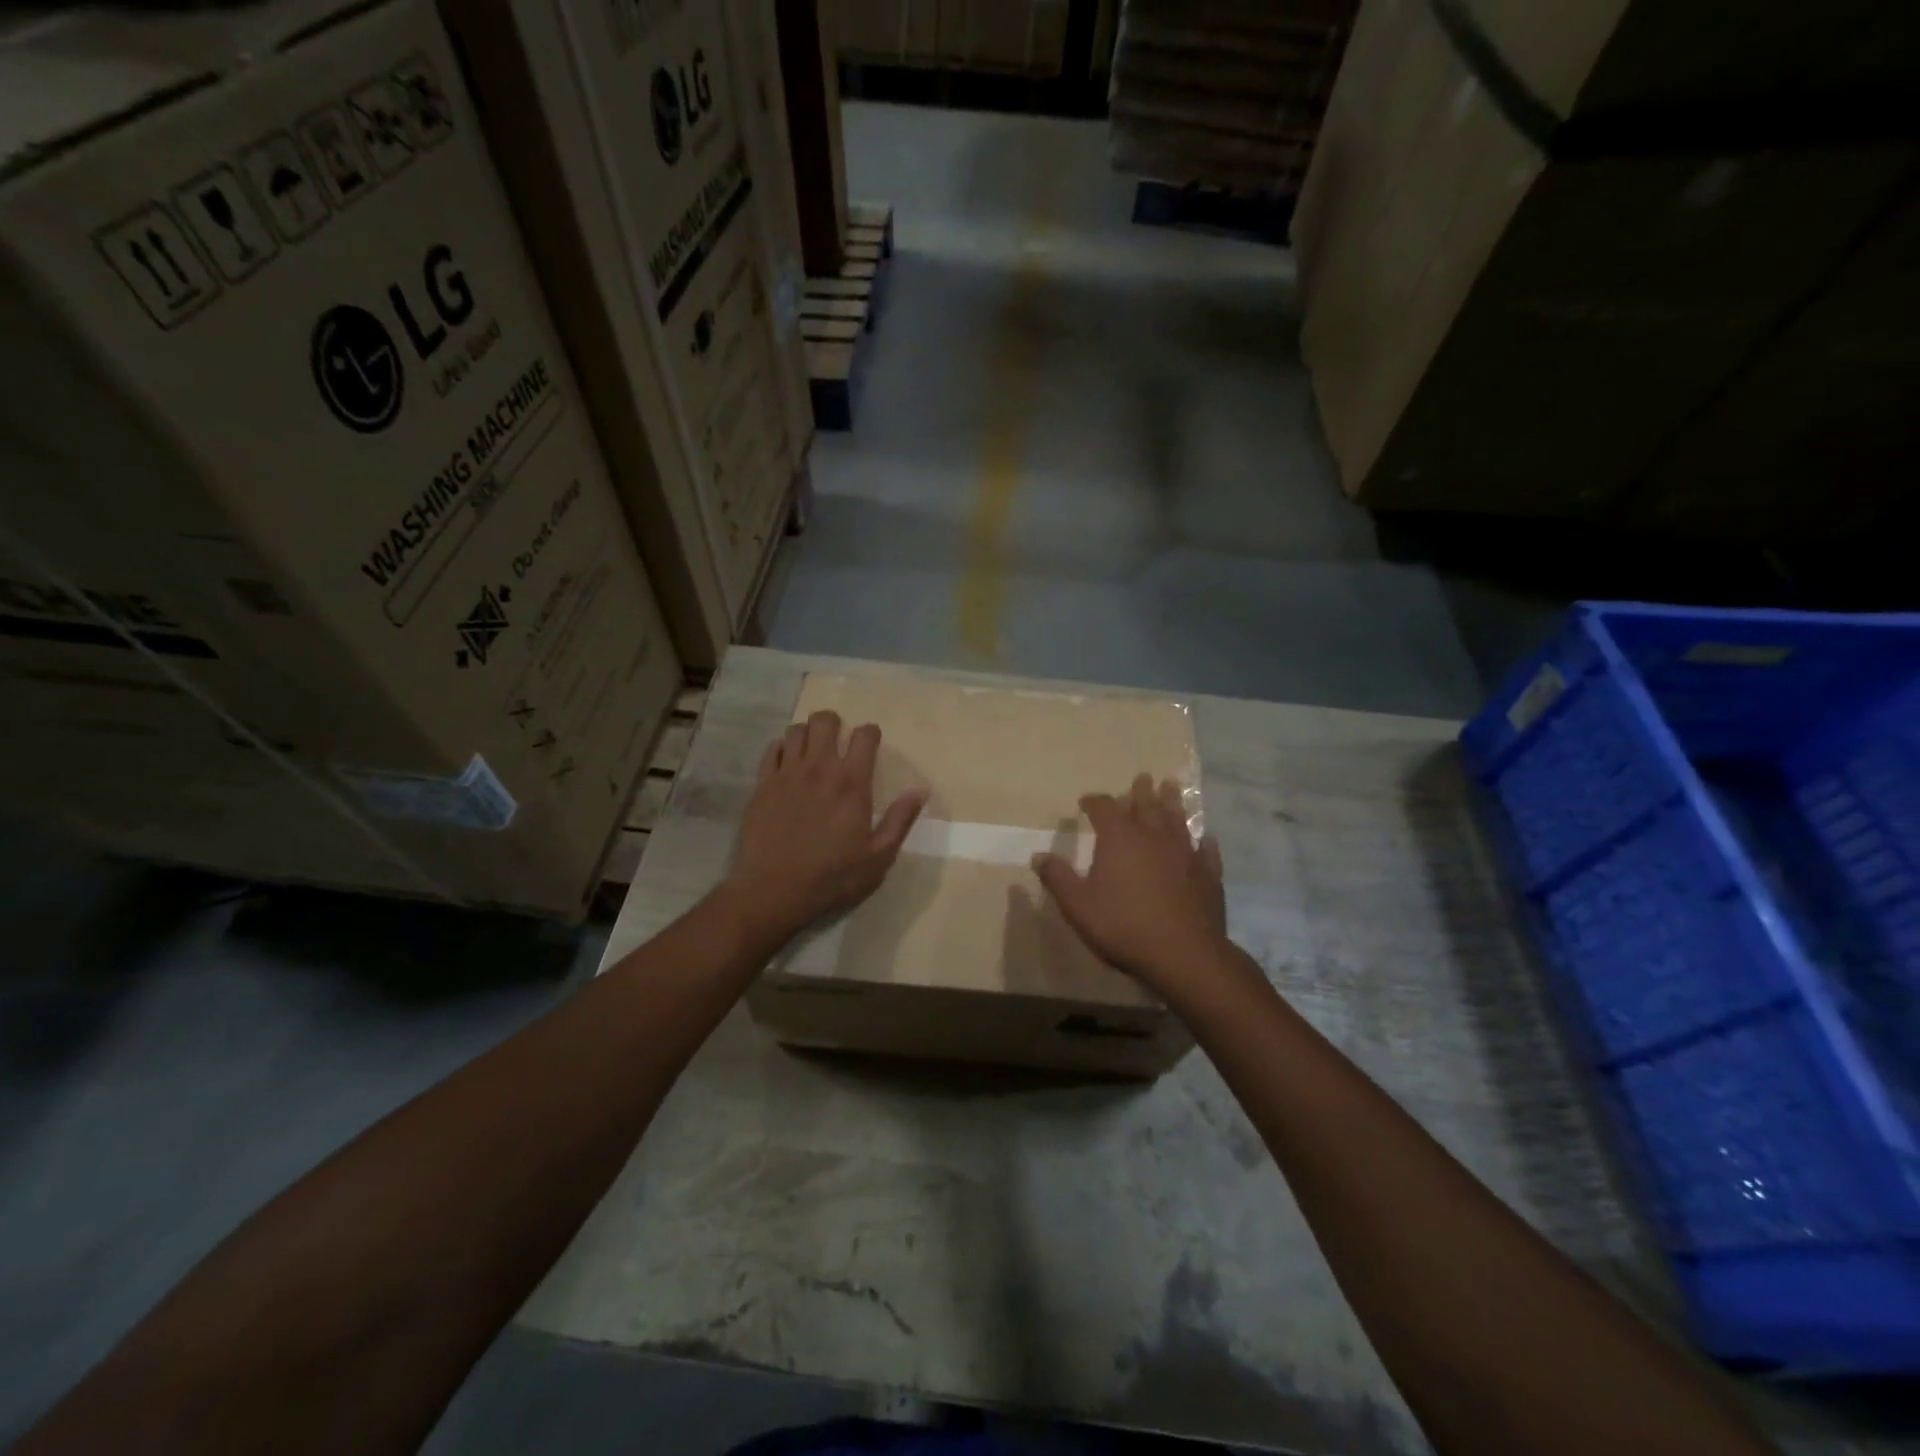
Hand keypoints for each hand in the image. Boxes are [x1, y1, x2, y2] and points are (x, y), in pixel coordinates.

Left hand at [722, 710, 926, 944]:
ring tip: (812, 750)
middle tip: (838, 740)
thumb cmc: (832, 877)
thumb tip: (921, 790)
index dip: (870, 734)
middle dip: (834, 723)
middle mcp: (819, 768)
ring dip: (807, 734)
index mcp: (852, 783)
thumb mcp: (878, 857)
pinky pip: (772, 749)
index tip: (870, 744)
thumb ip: (900, 820)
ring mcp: (787, 773)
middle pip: (825, 721)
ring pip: (796, 730)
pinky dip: (781, 748)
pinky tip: (787, 763)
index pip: (864, 736)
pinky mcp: (762, 784)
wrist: (773, 890)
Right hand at [1031, 773, 1226, 992]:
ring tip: (1172, 787)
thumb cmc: (1123, 926)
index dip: (1094, 802)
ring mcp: (1185, 854)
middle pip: (1147, 805)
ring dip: (1173, 802)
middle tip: (1143, 777)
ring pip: (1178, 820)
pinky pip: (1206, 851)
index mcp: (1119, 839)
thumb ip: (1058, 878)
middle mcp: (1153, 837)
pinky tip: (1205, 839)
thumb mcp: (1078, 906)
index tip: (1085, 802)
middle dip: (1140, 792)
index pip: (1104, 808)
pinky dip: (1203, 842)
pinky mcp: (1208, 874)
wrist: (1183, 954)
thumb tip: (1038, 856)